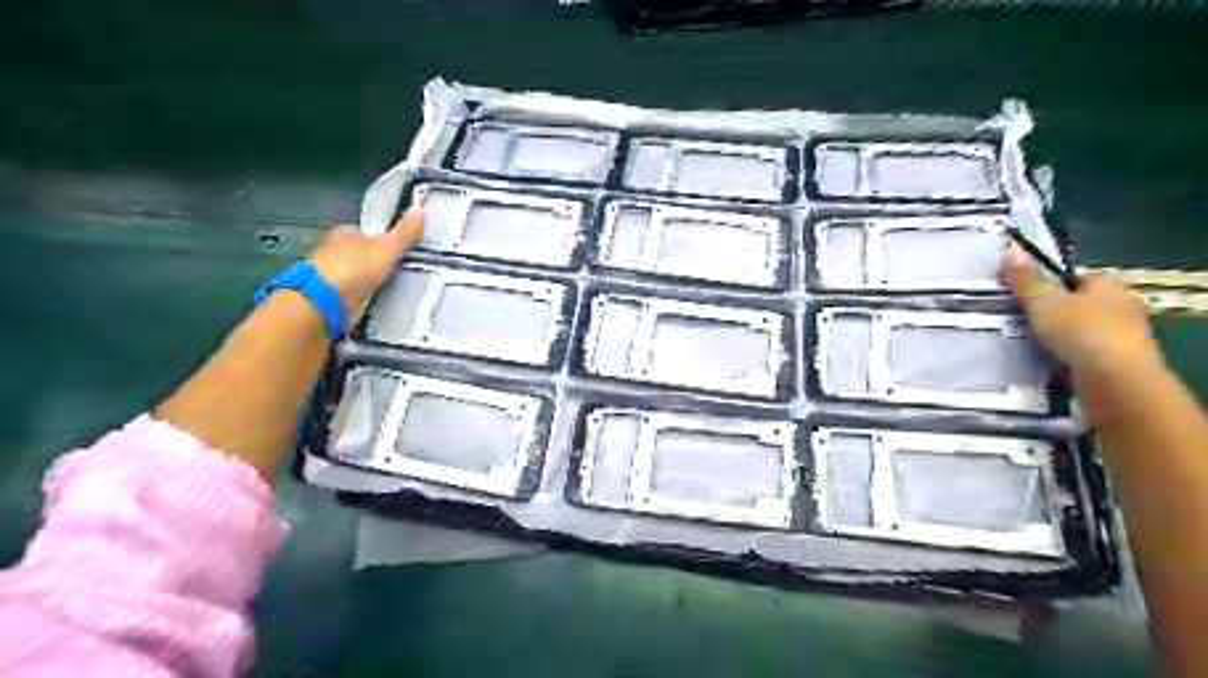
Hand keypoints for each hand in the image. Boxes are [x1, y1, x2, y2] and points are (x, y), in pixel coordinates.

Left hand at [307, 206, 424, 321]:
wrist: (325, 302)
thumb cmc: (354, 268)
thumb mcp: (388, 248)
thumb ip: (405, 233)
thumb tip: (420, 211)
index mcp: (344, 232)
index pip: (364, 232)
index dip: (380, 238)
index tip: (395, 248)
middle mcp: (332, 250)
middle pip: (358, 253)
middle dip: (372, 261)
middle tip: (395, 271)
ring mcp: (328, 275)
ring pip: (354, 274)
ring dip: (366, 281)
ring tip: (389, 289)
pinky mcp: (328, 296)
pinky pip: (351, 294)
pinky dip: (361, 297)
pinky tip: (374, 302)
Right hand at [1003, 243, 1159, 381]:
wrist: (1113, 379)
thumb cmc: (1080, 331)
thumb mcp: (1043, 302)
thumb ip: (1026, 280)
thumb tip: (1011, 250)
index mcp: (1109, 286)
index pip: (1076, 279)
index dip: (1049, 285)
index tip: (1023, 295)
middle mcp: (1122, 308)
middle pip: (1078, 305)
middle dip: (1052, 313)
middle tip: (1018, 320)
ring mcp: (1122, 338)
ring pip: (1080, 332)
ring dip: (1058, 337)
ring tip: (1023, 342)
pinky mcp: (1116, 365)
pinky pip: (1082, 355)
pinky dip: (1064, 357)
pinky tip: (1043, 362)